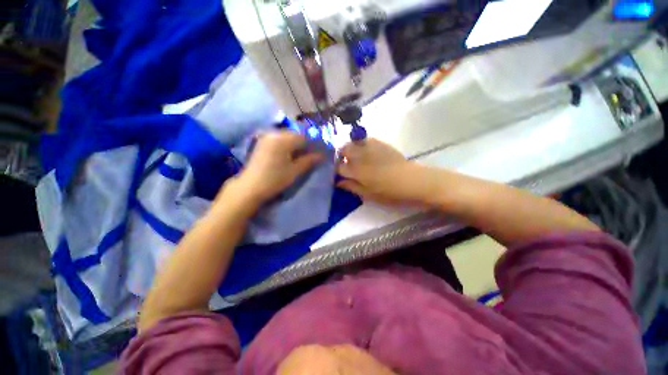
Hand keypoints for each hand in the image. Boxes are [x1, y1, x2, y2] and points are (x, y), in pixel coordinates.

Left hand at [231, 131, 322, 203]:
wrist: (250, 188)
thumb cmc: (274, 180)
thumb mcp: (295, 171)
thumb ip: (309, 161)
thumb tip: (322, 155)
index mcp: (283, 139)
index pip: (304, 136)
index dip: (314, 144)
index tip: (321, 152)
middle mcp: (274, 133)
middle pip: (296, 135)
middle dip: (306, 144)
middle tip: (313, 155)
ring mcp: (267, 137)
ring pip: (288, 138)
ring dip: (297, 145)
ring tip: (303, 157)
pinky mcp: (263, 143)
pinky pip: (280, 140)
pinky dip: (288, 146)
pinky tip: (291, 156)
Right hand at [337, 139, 428, 204]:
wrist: (411, 180)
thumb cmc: (388, 192)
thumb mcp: (368, 194)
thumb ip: (351, 187)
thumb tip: (338, 182)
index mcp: (356, 171)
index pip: (338, 167)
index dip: (336, 170)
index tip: (338, 173)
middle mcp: (360, 156)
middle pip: (343, 149)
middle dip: (341, 155)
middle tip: (345, 163)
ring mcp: (370, 147)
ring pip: (353, 142)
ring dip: (350, 148)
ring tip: (355, 156)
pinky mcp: (380, 143)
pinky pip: (365, 140)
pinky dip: (361, 144)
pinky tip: (367, 152)